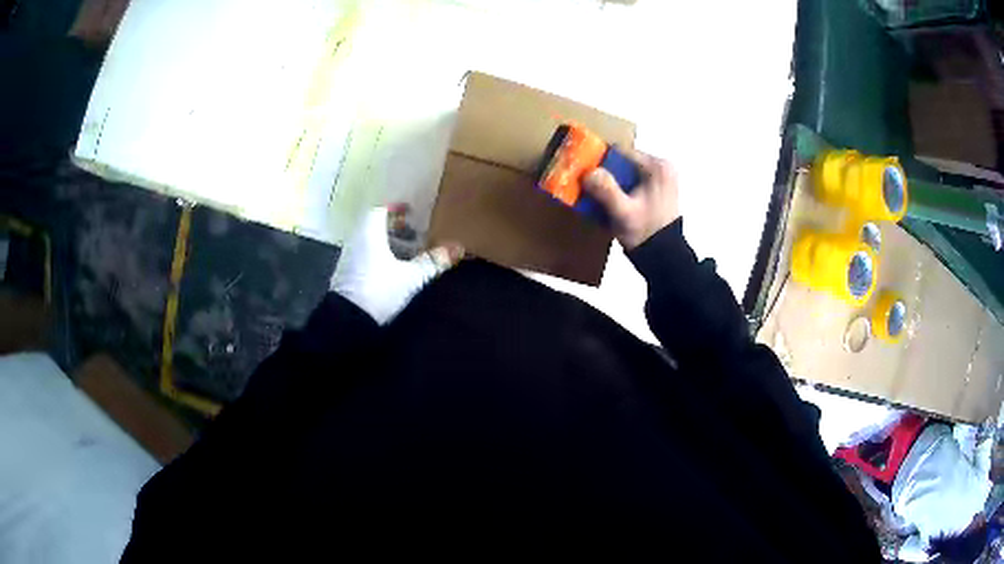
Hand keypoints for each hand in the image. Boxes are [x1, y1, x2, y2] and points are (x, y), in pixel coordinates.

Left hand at [331, 206, 463, 324]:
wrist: (347, 322)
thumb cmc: (378, 290)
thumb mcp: (410, 277)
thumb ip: (432, 262)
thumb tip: (457, 247)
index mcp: (369, 234)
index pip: (380, 211)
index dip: (395, 209)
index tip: (410, 211)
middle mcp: (357, 241)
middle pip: (375, 227)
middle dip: (395, 229)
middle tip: (415, 234)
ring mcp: (350, 259)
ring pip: (370, 242)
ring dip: (389, 244)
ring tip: (409, 255)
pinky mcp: (348, 276)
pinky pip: (366, 257)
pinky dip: (381, 257)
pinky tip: (394, 271)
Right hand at [582, 148, 679, 249]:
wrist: (663, 257)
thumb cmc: (645, 232)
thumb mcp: (623, 213)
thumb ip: (606, 190)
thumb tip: (587, 172)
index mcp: (657, 166)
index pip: (620, 152)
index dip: (600, 160)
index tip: (584, 172)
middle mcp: (661, 167)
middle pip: (623, 162)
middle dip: (605, 173)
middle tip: (587, 186)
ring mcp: (661, 178)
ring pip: (627, 172)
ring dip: (611, 182)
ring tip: (597, 196)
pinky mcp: (658, 189)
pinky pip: (633, 181)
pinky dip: (620, 189)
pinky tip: (611, 202)